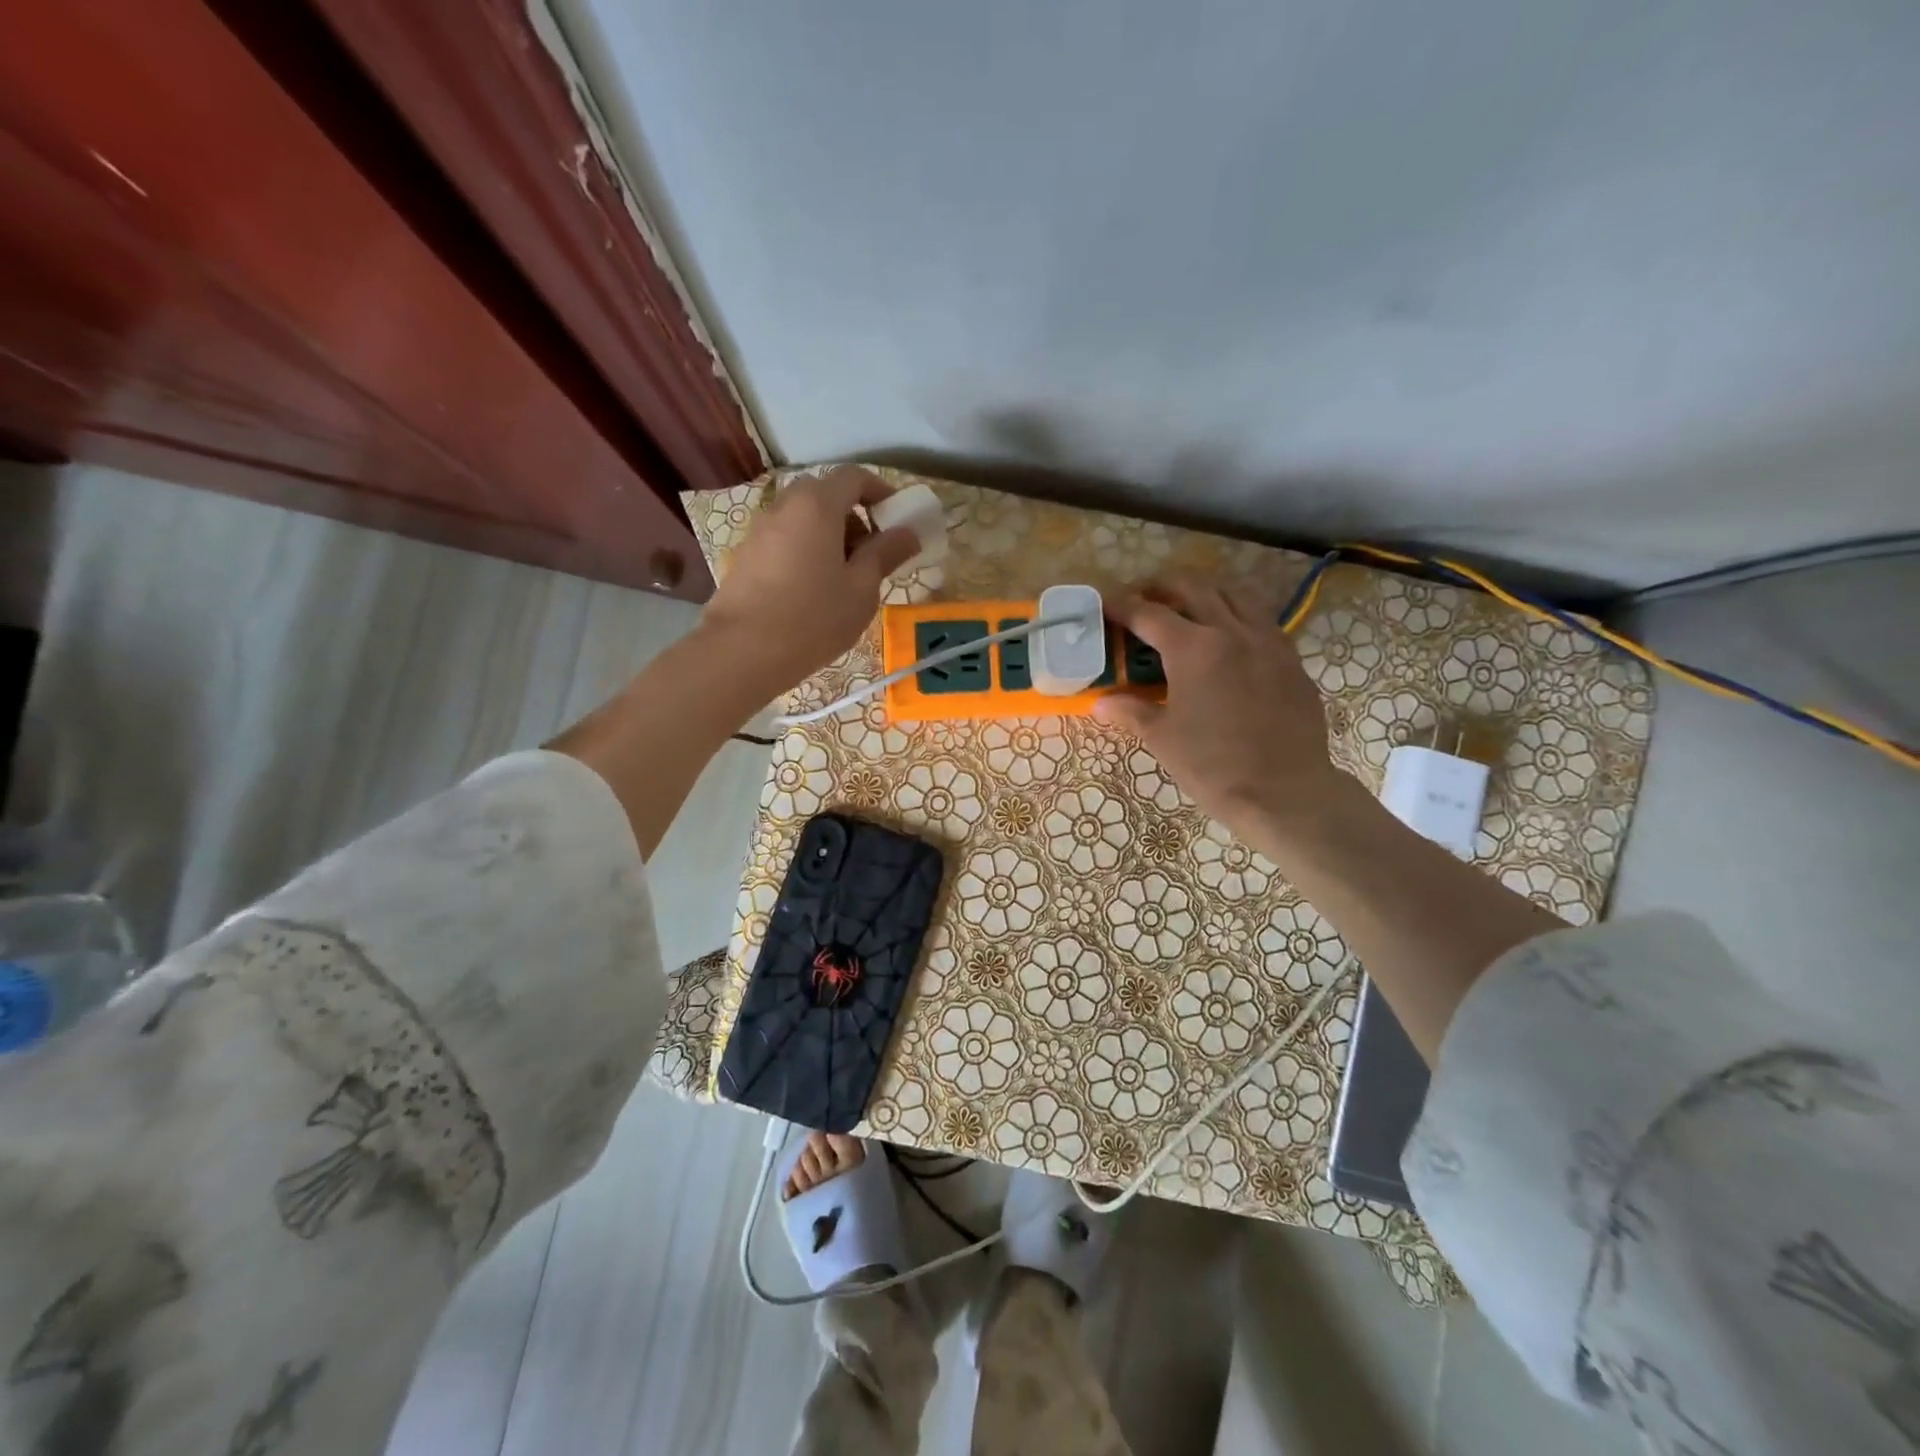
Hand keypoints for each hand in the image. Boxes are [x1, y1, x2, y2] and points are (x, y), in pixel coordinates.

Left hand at [700, 467, 920, 699]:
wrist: (742, 651)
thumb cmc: (814, 617)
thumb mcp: (861, 589)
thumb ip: (885, 554)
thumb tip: (908, 533)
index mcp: (817, 505)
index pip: (854, 477)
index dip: (880, 491)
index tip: (897, 519)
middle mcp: (784, 506)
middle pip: (825, 495)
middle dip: (854, 516)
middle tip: (871, 553)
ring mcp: (759, 530)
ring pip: (802, 519)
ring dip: (829, 536)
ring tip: (843, 578)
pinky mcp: (745, 556)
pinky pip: (784, 540)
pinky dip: (805, 551)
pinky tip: (812, 591)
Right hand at [1094, 581, 1355, 848]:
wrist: (1284, 792)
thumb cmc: (1213, 765)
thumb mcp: (1163, 739)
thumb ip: (1131, 712)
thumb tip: (1101, 703)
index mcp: (1193, 648)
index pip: (1148, 614)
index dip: (1122, 606)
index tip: (1105, 604)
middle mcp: (1231, 632)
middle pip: (1194, 588)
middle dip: (1164, 586)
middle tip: (1145, 596)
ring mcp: (1268, 642)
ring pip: (1236, 595)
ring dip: (1207, 593)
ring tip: (1191, 606)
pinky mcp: (1292, 661)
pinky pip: (1263, 622)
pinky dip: (1240, 617)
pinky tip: (1232, 640)